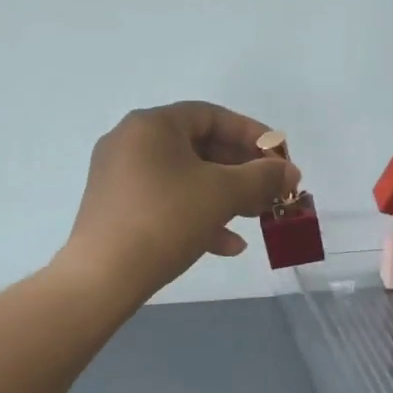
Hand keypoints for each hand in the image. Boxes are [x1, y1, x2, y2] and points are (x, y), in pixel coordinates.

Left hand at [60, 101, 300, 298]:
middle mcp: (130, 142)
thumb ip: (262, 178)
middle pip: (198, 146)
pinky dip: (197, 215)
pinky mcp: (115, 209)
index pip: (211, 115)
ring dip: (223, 195)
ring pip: (184, 178)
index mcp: (151, 125)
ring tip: (256, 217)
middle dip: (240, 170)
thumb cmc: (165, 219)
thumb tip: (289, 171)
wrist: (102, 277)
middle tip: (271, 190)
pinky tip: (227, 245)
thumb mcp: (222, 194)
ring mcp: (119, 176)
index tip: (279, 156)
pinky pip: (165, 201)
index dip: (251, 133)